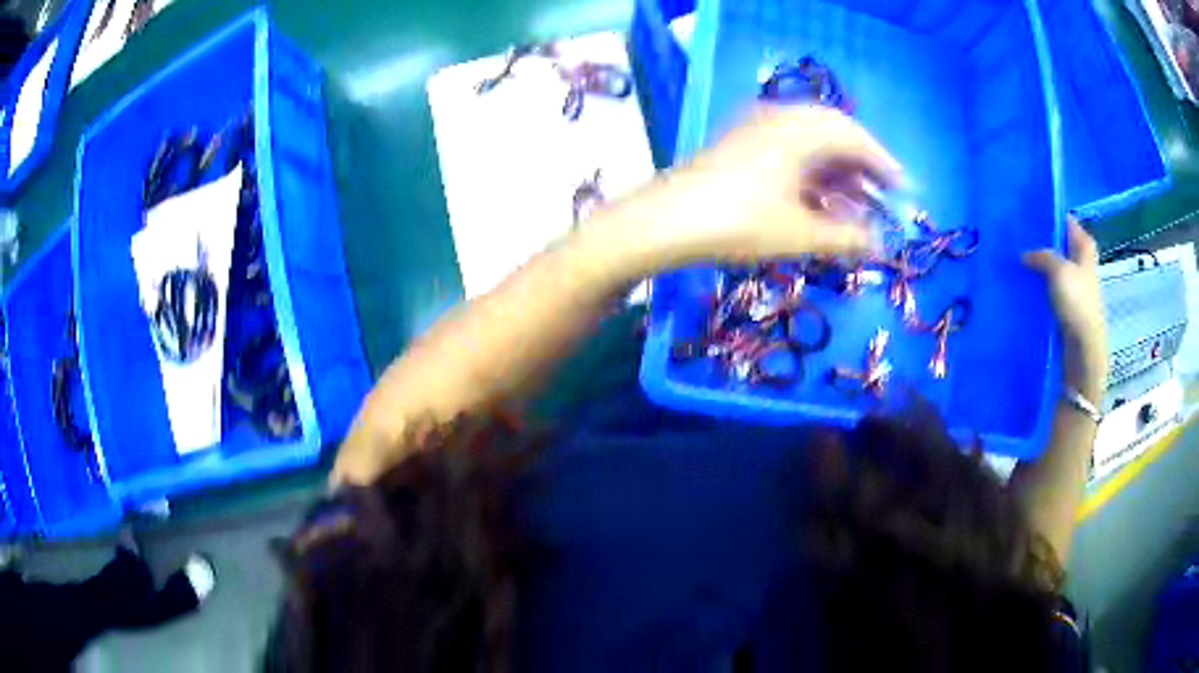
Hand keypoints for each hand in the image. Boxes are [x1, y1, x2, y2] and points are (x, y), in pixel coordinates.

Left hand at [598, 106, 903, 270]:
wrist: (665, 222)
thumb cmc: (738, 222)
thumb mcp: (799, 233)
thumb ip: (847, 238)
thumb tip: (881, 246)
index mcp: (800, 129)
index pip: (855, 137)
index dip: (884, 164)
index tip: (904, 190)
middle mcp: (780, 119)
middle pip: (835, 135)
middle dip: (863, 167)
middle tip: (882, 198)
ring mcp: (757, 129)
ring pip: (811, 145)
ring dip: (838, 173)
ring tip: (856, 207)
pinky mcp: (741, 145)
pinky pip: (789, 152)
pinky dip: (811, 174)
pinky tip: (820, 201)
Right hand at [1023, 217, 1107, 398]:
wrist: (1082, 350)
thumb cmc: (1077, 304)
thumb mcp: (1058, 270)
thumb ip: (1041, 256)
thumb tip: (1024, 254)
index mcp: (1084, 247)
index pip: (1066, 221)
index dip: (1049, 215)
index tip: (1027, 212)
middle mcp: (1081, 262)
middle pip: (1058, 245)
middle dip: (1040, 242)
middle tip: (1016, 237)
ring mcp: (1074, 286)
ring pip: (1052, 268)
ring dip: (1037, 266)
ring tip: (1015, 262)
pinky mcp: (1066, 306)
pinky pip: (1048, 289)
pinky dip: (1038, 287)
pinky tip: (1022, 286)